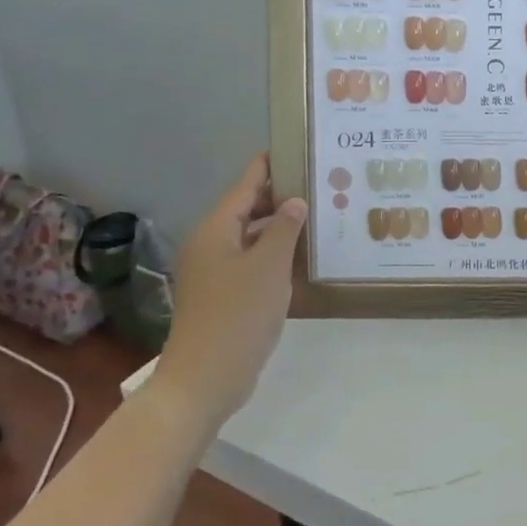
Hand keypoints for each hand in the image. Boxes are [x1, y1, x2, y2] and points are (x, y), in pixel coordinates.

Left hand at [143, 153, 306, 437]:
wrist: (205, 379)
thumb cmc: (237, 315)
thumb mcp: (269, 266)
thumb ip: (285, 229)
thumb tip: (295, 202)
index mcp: (216, 229)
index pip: (246, 183)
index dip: (269, 164)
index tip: (296, 146)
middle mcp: (212, 243)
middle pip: (248, 208)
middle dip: (281, 195)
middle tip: (320, 183)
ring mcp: (216, 271)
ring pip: (252, 235)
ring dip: (281, 225)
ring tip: (319, 214)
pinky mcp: (224, 294)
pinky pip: (252, 260)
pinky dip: (275, 252)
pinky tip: (303, 255)